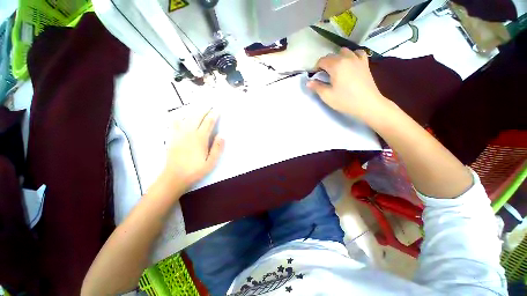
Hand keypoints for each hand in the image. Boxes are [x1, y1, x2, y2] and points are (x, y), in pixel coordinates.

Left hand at [161, 108, 223, 192]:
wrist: (174, 177)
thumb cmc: (195, 170)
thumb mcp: (210, 162)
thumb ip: (217, 148)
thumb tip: (222, 135)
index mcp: (200, 138)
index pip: (208, 122)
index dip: (214, 115)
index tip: (218, 109)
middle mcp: (189, 133)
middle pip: (198, 117)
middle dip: (205, 110)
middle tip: (210, 106)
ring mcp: (179, 134)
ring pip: (187, 118)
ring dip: (194, 112)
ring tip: (200, 108)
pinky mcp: (172, 138)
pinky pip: (174, 124)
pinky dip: (178, 118)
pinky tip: (180, 116)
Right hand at [307, 48, 391, 121]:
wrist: (367, 104)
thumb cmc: (345, 100)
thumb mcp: (327, 96)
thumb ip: (317, 87)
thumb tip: (308, 82)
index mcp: (336, 65)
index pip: (322, 61)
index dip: (316, 68)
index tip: (315, 77)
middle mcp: (347, 58)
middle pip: (332, 55)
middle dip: (325, 63)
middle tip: (324, 76)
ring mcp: (357, 59)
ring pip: (344, 51)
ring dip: (337, 58)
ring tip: (336, 69)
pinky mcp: (365, 63)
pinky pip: (357, 53)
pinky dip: (352, 55)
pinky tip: (350, 63)